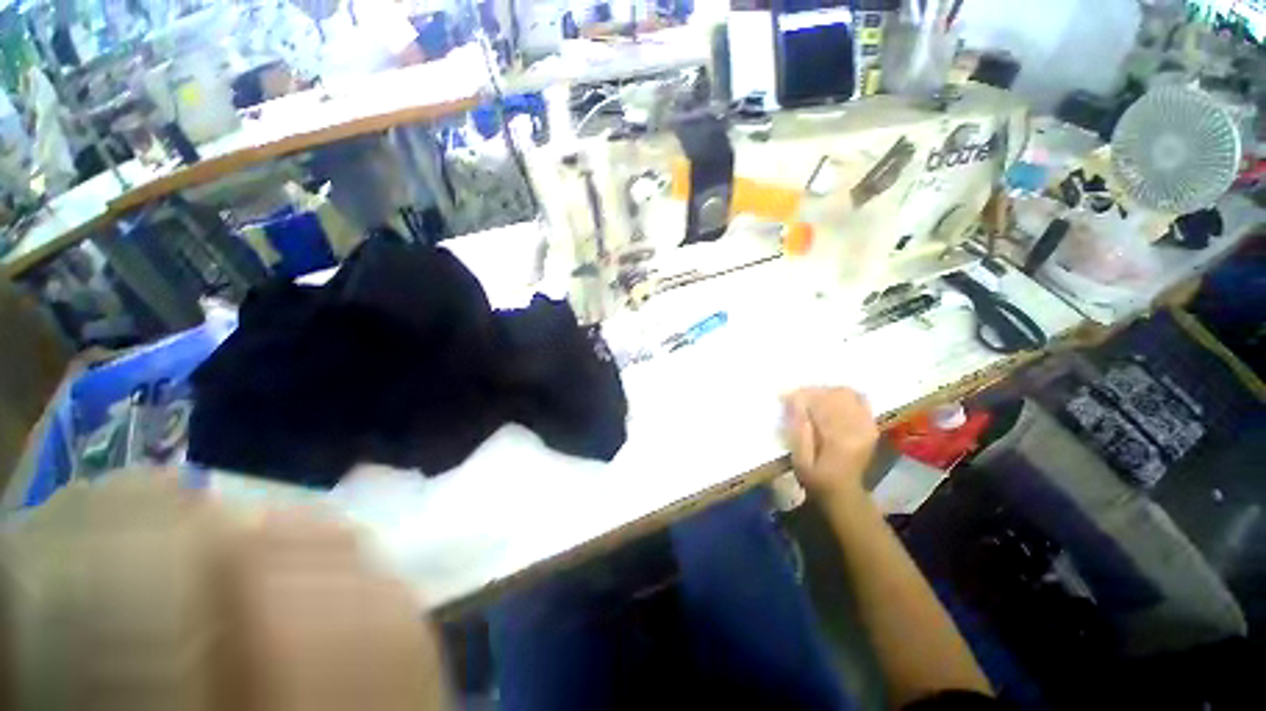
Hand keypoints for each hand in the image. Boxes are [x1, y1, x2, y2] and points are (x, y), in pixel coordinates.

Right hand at [782, 387, 878, 499]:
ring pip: (848, 395)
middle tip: (796, 397)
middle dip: (813, 391)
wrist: (842, 492)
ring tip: (812, 398)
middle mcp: (857, 429)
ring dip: (827, 392)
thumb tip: (794, 403)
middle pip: (836, 395)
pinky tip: (832, 401)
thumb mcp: (800, 459)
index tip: (784, 396)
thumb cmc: (815, 477)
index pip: (821, 404)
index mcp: (839, 439)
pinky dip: (845, 396)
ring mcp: (867, 426)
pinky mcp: (870, 426)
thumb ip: (798, 431)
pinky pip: (861, 400)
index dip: (801, 396)